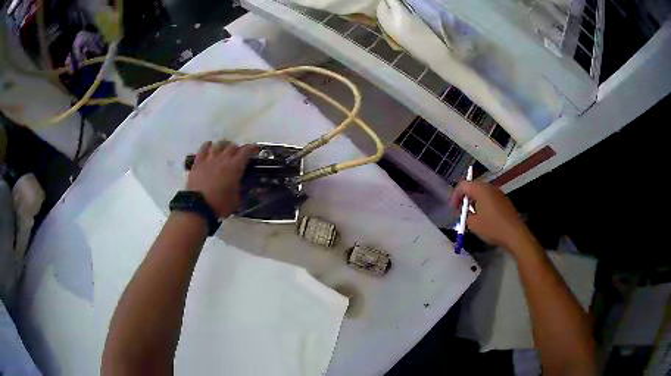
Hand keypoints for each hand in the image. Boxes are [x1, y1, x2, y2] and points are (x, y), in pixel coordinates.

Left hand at [187, 140, 256, 217]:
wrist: (199, 206)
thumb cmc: (220, 204)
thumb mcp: (236, 200)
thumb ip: (239, 190)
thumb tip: (240, 187)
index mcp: (235, 167)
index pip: (246, 151)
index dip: (252, 148)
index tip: (256, 149)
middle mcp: (223, 159)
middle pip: (232, 146)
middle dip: (237, 148)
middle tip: (238, 154)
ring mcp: (209, 159)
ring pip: (218, 145)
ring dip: (223, 146)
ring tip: (224, 149)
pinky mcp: (198, 163)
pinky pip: (203, 149)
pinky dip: (207, 146)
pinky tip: (209, 146)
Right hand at [450, 181, 535, 254]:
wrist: (514, 234)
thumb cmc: (492, 227)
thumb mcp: (473, 224)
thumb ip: (466, 215)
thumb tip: (466, 212)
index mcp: (480, 189)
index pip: (463, 185)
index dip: (455, 196)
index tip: (453, 209)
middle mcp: (490, 187)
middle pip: (472, 187)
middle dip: (465, 198)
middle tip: (461, 211)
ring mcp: (498, 193)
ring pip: (481, 193)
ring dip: (474, 202)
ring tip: (471, 215)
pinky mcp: (504, 201)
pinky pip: (489, 198)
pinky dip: (483, 205)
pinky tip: (483, 217)